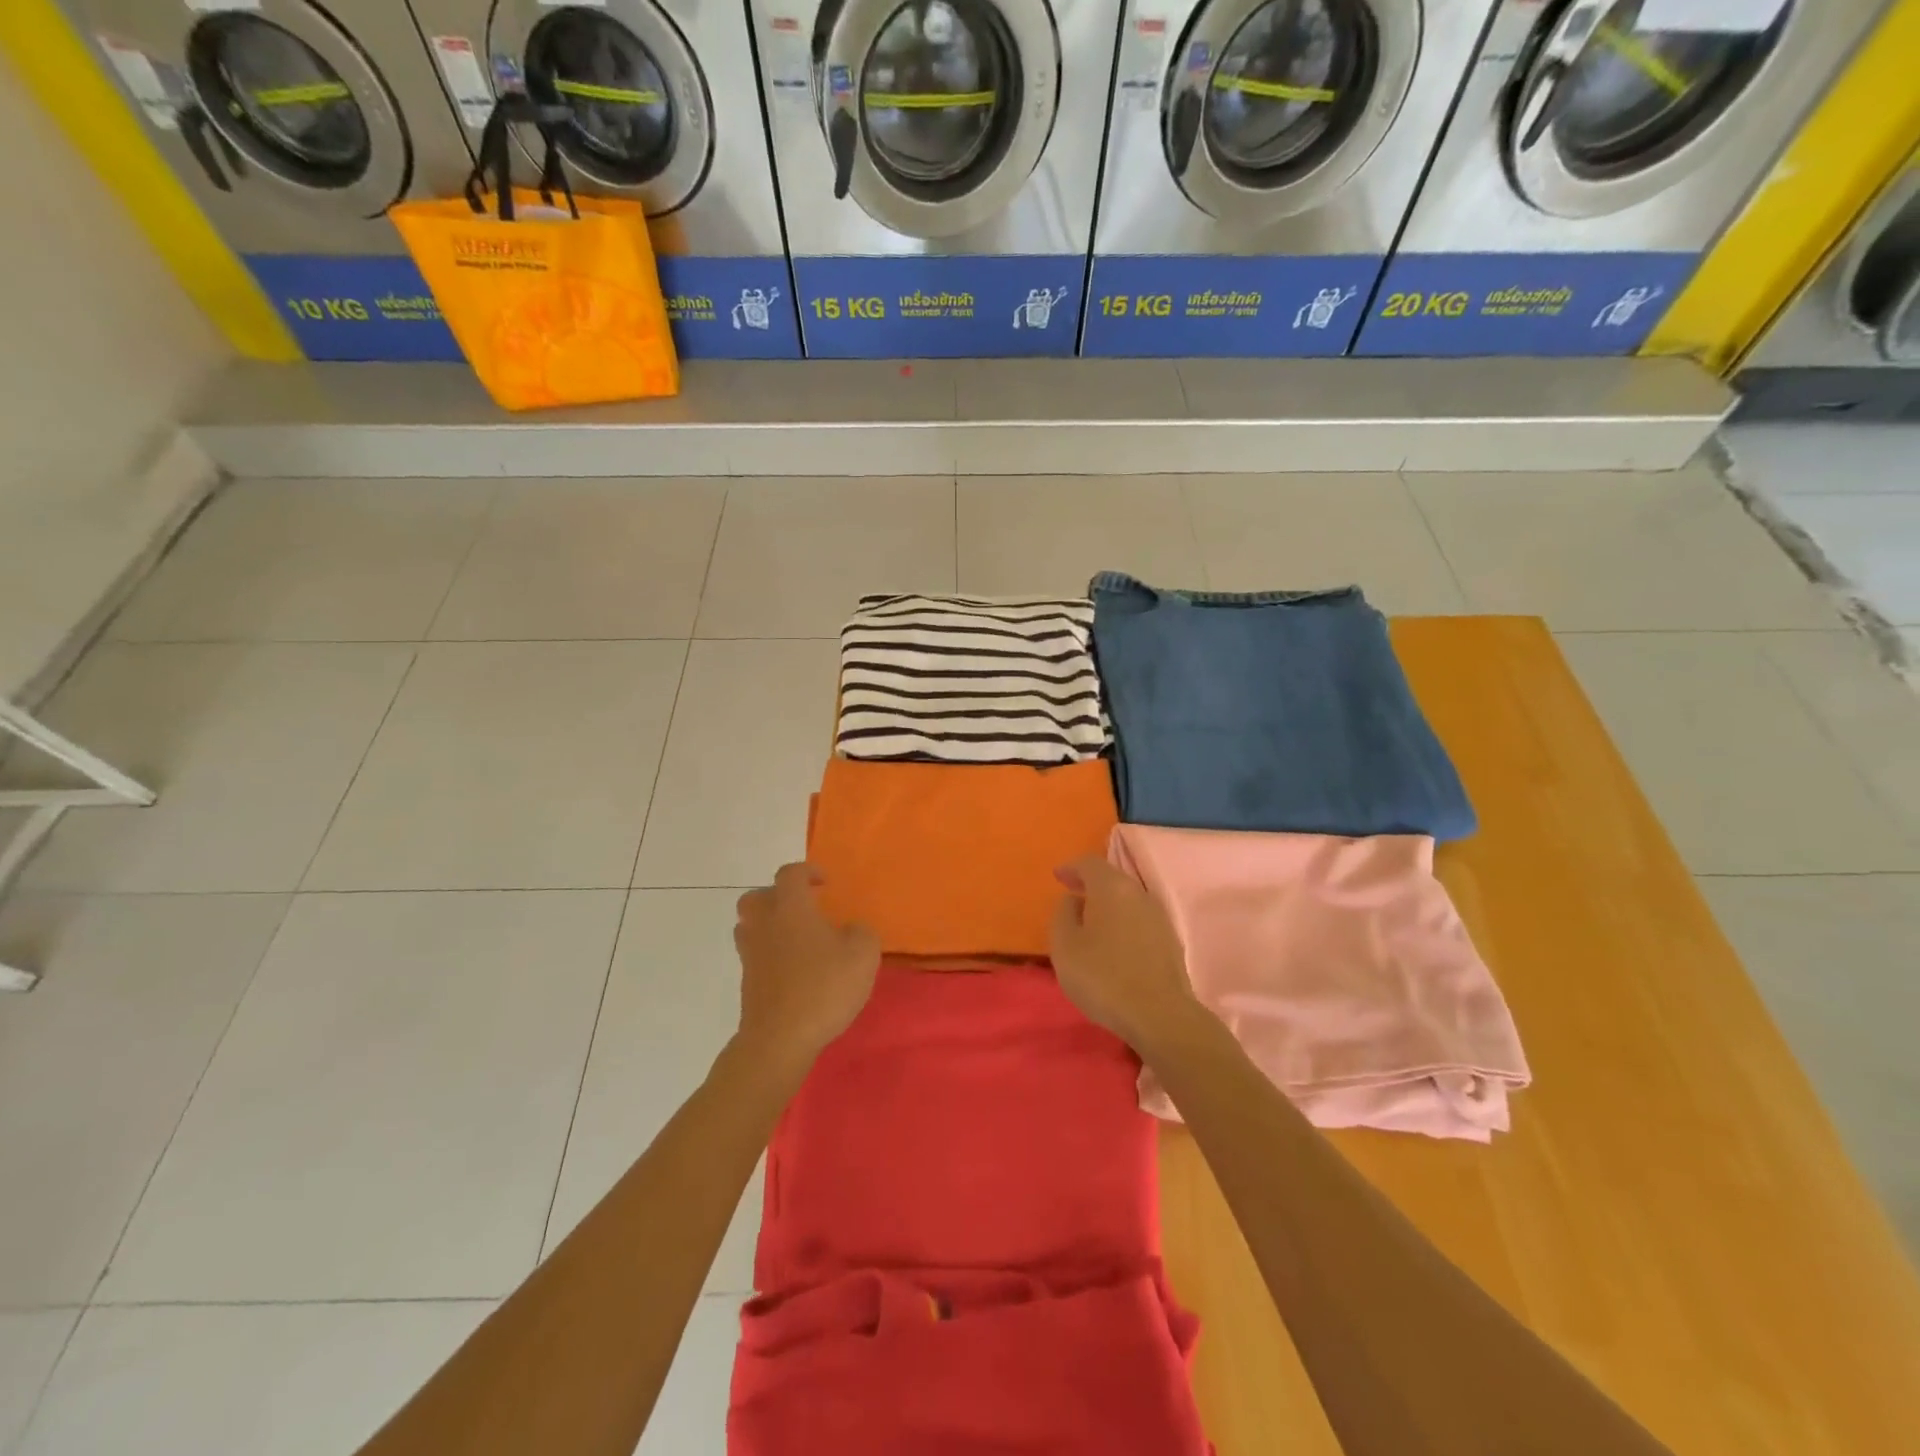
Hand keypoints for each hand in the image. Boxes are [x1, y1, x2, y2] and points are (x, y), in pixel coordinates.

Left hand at [733, 863, 879, 1077]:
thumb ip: (861, 933)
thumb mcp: (863, 955)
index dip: (807, 872)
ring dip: (769, 925)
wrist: (779, 1039)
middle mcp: (765, 924)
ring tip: (796, 939)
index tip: (824, 884)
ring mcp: (751, 954)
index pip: (790, 874)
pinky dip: (769, 954)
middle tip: (802, 909)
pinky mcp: (747, 983)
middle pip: (756, 897)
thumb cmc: (823, 988)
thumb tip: (850, 930)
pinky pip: (754, 955)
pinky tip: (793, 970)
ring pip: (749, 926)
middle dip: (777, 897)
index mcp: (791, 908)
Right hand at [1049, 855, 1204, 1056]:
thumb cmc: (1103, 976)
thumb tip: (1073, 901)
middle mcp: (1138, 894)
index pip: (1089, 863)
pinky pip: (1139, 919)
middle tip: (1072, 894)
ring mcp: (1158, 917)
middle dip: (1090, 883)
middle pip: (1112, 878)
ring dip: (1108, 904)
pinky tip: (1114, 941)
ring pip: (1127, 899)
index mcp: (1112, 888)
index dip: (1072, 867)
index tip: (1058, 876)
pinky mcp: (1170, 941)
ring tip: (1091, 920)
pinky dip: (1122, 921)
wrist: (1159, 1015)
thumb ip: (1063, 915)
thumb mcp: (1065, 946)